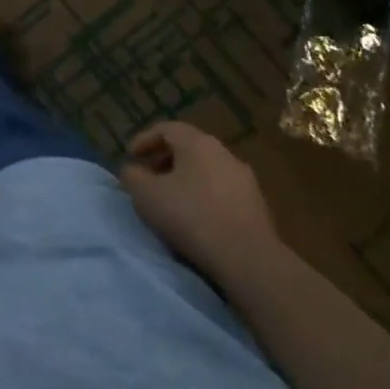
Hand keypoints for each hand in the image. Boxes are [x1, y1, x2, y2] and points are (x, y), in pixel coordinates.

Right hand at [120, 119, 281, 283]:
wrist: (249, 259)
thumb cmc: (191, 217)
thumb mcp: (146, 195)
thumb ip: (132, 176)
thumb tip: (132, 170)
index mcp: (197, 143)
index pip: (166, 128)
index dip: (144, 139)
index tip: (130, 157)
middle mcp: (224, 153)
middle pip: (188, 148)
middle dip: (164, 160)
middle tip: (149, 178)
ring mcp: (245, 179)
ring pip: (207, 170)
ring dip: (186, 180)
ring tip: (172, 201)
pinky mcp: (258, 206)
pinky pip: (223, 192)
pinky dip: (205, 197)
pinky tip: (198, 219)